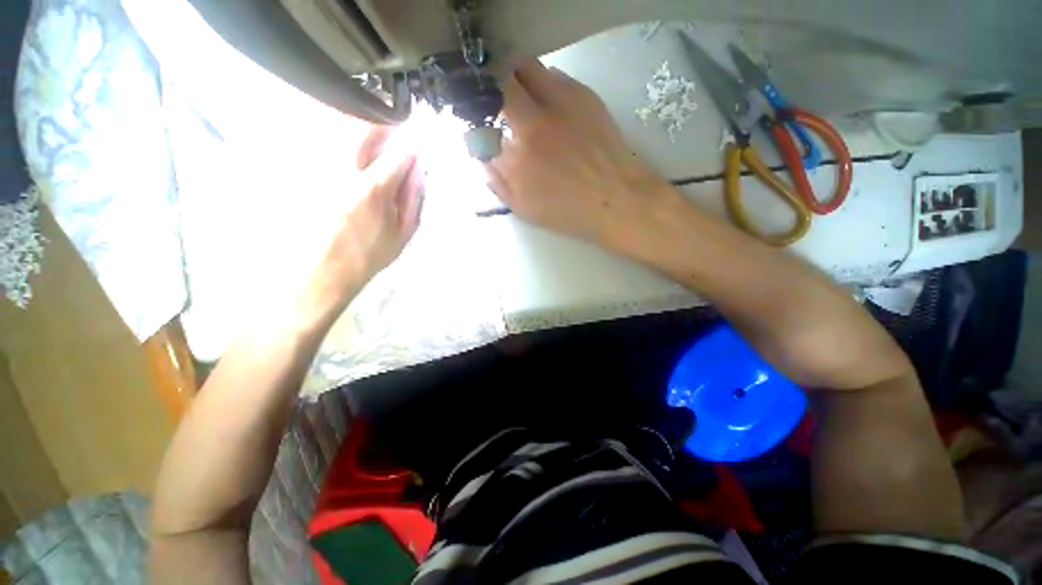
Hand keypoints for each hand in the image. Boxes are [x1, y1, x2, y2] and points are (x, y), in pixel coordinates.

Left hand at [301, 125, 423, 320]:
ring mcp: (319, 169)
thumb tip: (419, 170)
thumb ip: (414, 199)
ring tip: (374, 136)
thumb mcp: (403, 234)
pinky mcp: (303, 174)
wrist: (323, 271)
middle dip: (384, 124)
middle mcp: (343, 170)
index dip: (412, 144)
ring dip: (361, 129)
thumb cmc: (369, 255)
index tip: (419, 140)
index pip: (398, 153)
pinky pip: (320, 145)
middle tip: (395, 126)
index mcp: (374, 188)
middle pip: (363, 130)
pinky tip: (349, 152)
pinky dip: (339, 142)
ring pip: (339, 132)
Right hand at [487, 60, 676, 247]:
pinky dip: (543, 84)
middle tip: (498, 103)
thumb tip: (483, 156)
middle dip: (493, 88)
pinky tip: (549, 104)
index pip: (484, 123)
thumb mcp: (524, 209)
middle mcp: (535, 122)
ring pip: (527, 68)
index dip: (478, 118)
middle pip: (501, 82)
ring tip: (522, 99)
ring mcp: (561, 104)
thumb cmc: (568, 212)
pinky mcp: (584, 95)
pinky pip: (554, 75)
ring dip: (517, 79)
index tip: (481, 123)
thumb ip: (498, 182)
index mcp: (518, 156)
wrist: (616, 200)